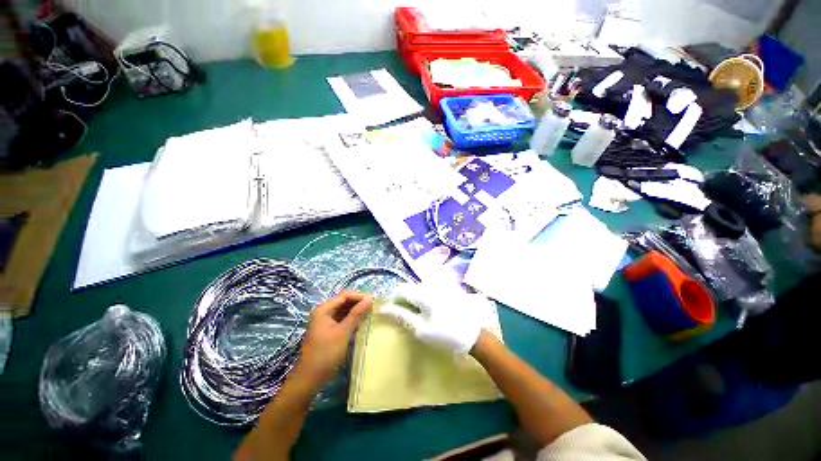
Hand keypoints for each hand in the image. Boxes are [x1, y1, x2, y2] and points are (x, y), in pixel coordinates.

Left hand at [297, 291, 372, 384]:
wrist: (310, 378)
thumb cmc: (326, 353)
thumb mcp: (343, 332)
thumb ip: (357, 314)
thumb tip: (370, 299)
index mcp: (324, 309)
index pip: (345, 295)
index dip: (359, 296)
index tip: (373, 301)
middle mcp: (324, 312)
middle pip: (344, 301)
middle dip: (358, 303)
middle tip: (373, 308)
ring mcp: (325, 321)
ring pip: (344, 311)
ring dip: (356, 312)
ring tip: (370, 315)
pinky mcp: (328, 330)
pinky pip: (342, 319)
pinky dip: (352, 320)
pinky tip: (361, 324)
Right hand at [381, 282, 486, 353]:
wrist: (472, 334)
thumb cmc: (444, 334)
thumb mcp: (420, 328)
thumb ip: (402, 315)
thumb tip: (384, 308)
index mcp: (423, 294)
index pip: (401, 290)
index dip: (394, 297)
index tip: (391, 307)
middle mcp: (432, 283)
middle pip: (412, 285)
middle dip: (405, 296)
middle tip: (407, 310)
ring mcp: (442, 281)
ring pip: (421, 283)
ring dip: (416, 292)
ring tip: (420, 307)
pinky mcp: (449, 283)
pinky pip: (434, 281)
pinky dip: (428, 289)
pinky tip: (433, 301)